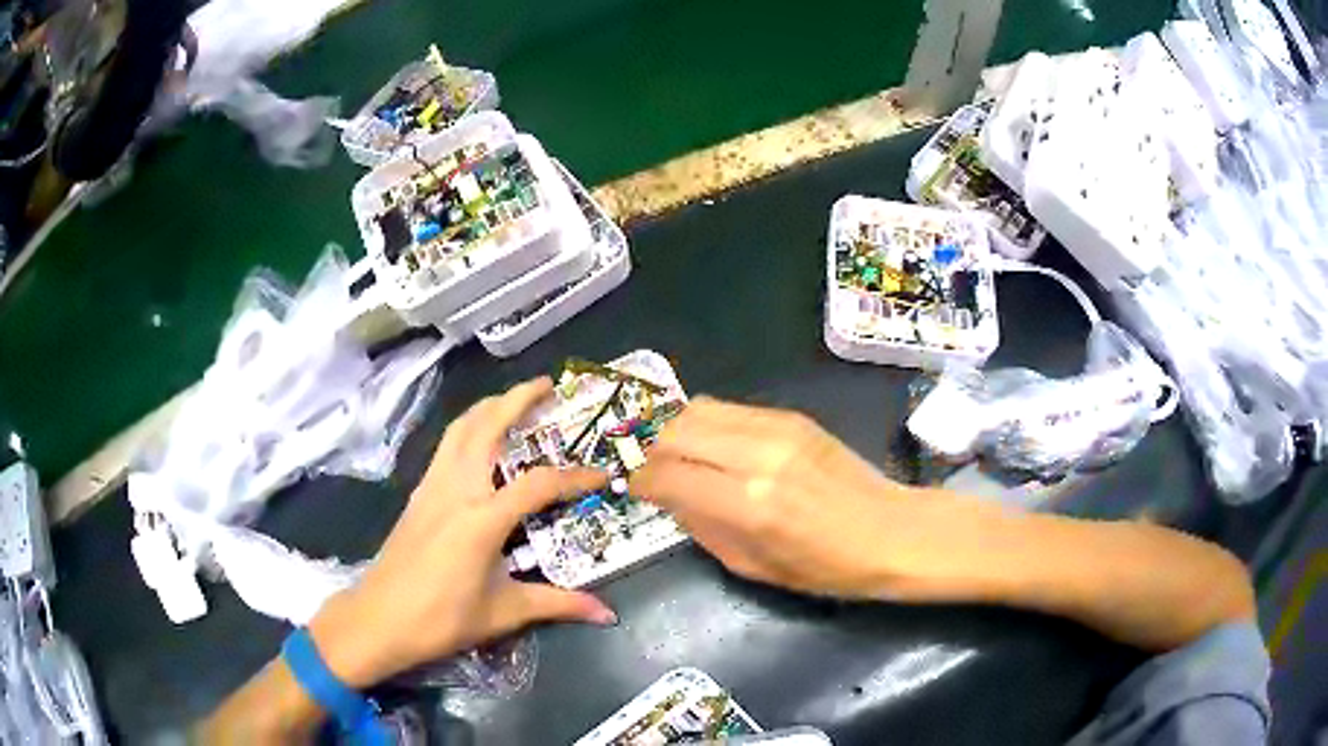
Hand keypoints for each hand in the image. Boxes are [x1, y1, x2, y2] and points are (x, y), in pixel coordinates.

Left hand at [309, 379, 616, 687]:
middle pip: (486, 427)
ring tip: (512, 401)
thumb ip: (558, 604)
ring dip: (488, 407)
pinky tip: (477, 442)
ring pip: (459, 429)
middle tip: (547, 386)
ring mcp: (431, 487)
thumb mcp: (504, 613)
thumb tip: (607, 615)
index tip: (602, 475)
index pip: (538, 484)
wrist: (379, 620)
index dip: (574, 477)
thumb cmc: (441, 619)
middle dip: (517, 399)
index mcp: (481, 518)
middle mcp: (456, 490)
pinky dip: (467, 429)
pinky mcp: (417, 494)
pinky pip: (445, 447)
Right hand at [631, 398, 936, 599]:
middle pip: (674, 432)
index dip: (642, 483)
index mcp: (747, 505)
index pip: (667, 476)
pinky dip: (710, 425)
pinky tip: (718, 448)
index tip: (638, 492)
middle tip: (657, 474)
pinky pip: (730, 409)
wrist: (890, 531)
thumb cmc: (826, 568)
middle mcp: (756, 456)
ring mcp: (777, 429)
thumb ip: (703, 529)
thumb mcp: (753, 567)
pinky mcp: (792, 417)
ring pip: (698, 409)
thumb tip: (672, 499)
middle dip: (653, 453)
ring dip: (678, 433)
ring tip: (682, 457)